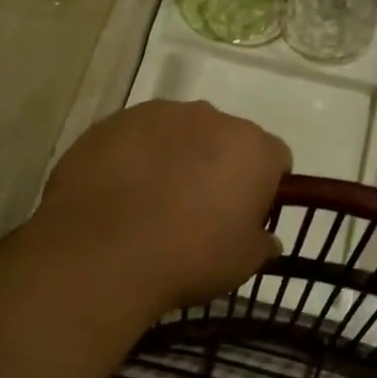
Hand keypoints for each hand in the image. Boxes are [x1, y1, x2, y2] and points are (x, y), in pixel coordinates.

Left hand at [34, 100, 291, 320]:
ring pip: (179, 133)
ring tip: (153, 202)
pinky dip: (135, 158)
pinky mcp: (112, 122)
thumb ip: (261, 243)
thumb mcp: (242, 263)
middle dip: (219, 166)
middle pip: (226, 139)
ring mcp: (157, 114)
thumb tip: (266, 238)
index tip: (245, 216)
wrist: (101, 252)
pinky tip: (120, 194)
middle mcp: (210, 117)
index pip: (275, 159)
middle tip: (199, 210)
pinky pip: (136, 138)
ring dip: (176, 158)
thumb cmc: (189, 257)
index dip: (264, 187)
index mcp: (252, 148)